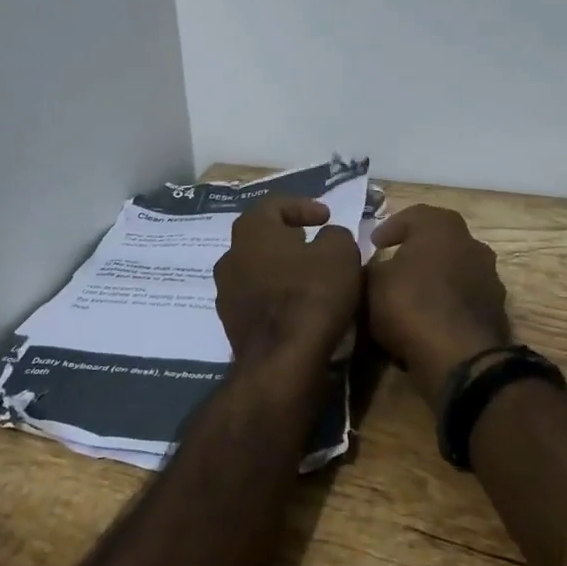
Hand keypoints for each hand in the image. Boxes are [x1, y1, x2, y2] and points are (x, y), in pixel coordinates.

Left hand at [214, 196, 362, 372]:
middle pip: (260, 236)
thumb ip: (335, 235)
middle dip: (288, 237)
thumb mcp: (340, 252)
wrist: (282, 362)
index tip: (326, 217)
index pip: (273, 204)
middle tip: (315, 243)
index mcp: (251, 230)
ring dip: (281, 268)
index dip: (302, 205)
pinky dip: (277, 295)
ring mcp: (226, 292)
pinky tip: (299, 306)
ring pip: (256, 268)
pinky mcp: (231, 324)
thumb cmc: (311, 295)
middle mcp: (230, 256)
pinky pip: (257, 298)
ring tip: (310, 276)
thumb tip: (328, 238)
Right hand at [367, 205, 511, 404]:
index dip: (390, 228)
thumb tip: (375, 266)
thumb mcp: (372, 283)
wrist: (459, 358)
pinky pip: (464, 296)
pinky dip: (448, 301)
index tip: (375, 244)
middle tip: (394, 264)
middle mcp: (471, 243)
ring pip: (454, 268)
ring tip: (412, 295)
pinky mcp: (497, 309)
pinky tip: (430, 317)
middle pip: (438, 240)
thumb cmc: (410, 305)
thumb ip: (371, 267)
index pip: (413, 215)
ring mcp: (489, 276)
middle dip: (416, 250)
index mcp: (441, 226)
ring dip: (435, 277)